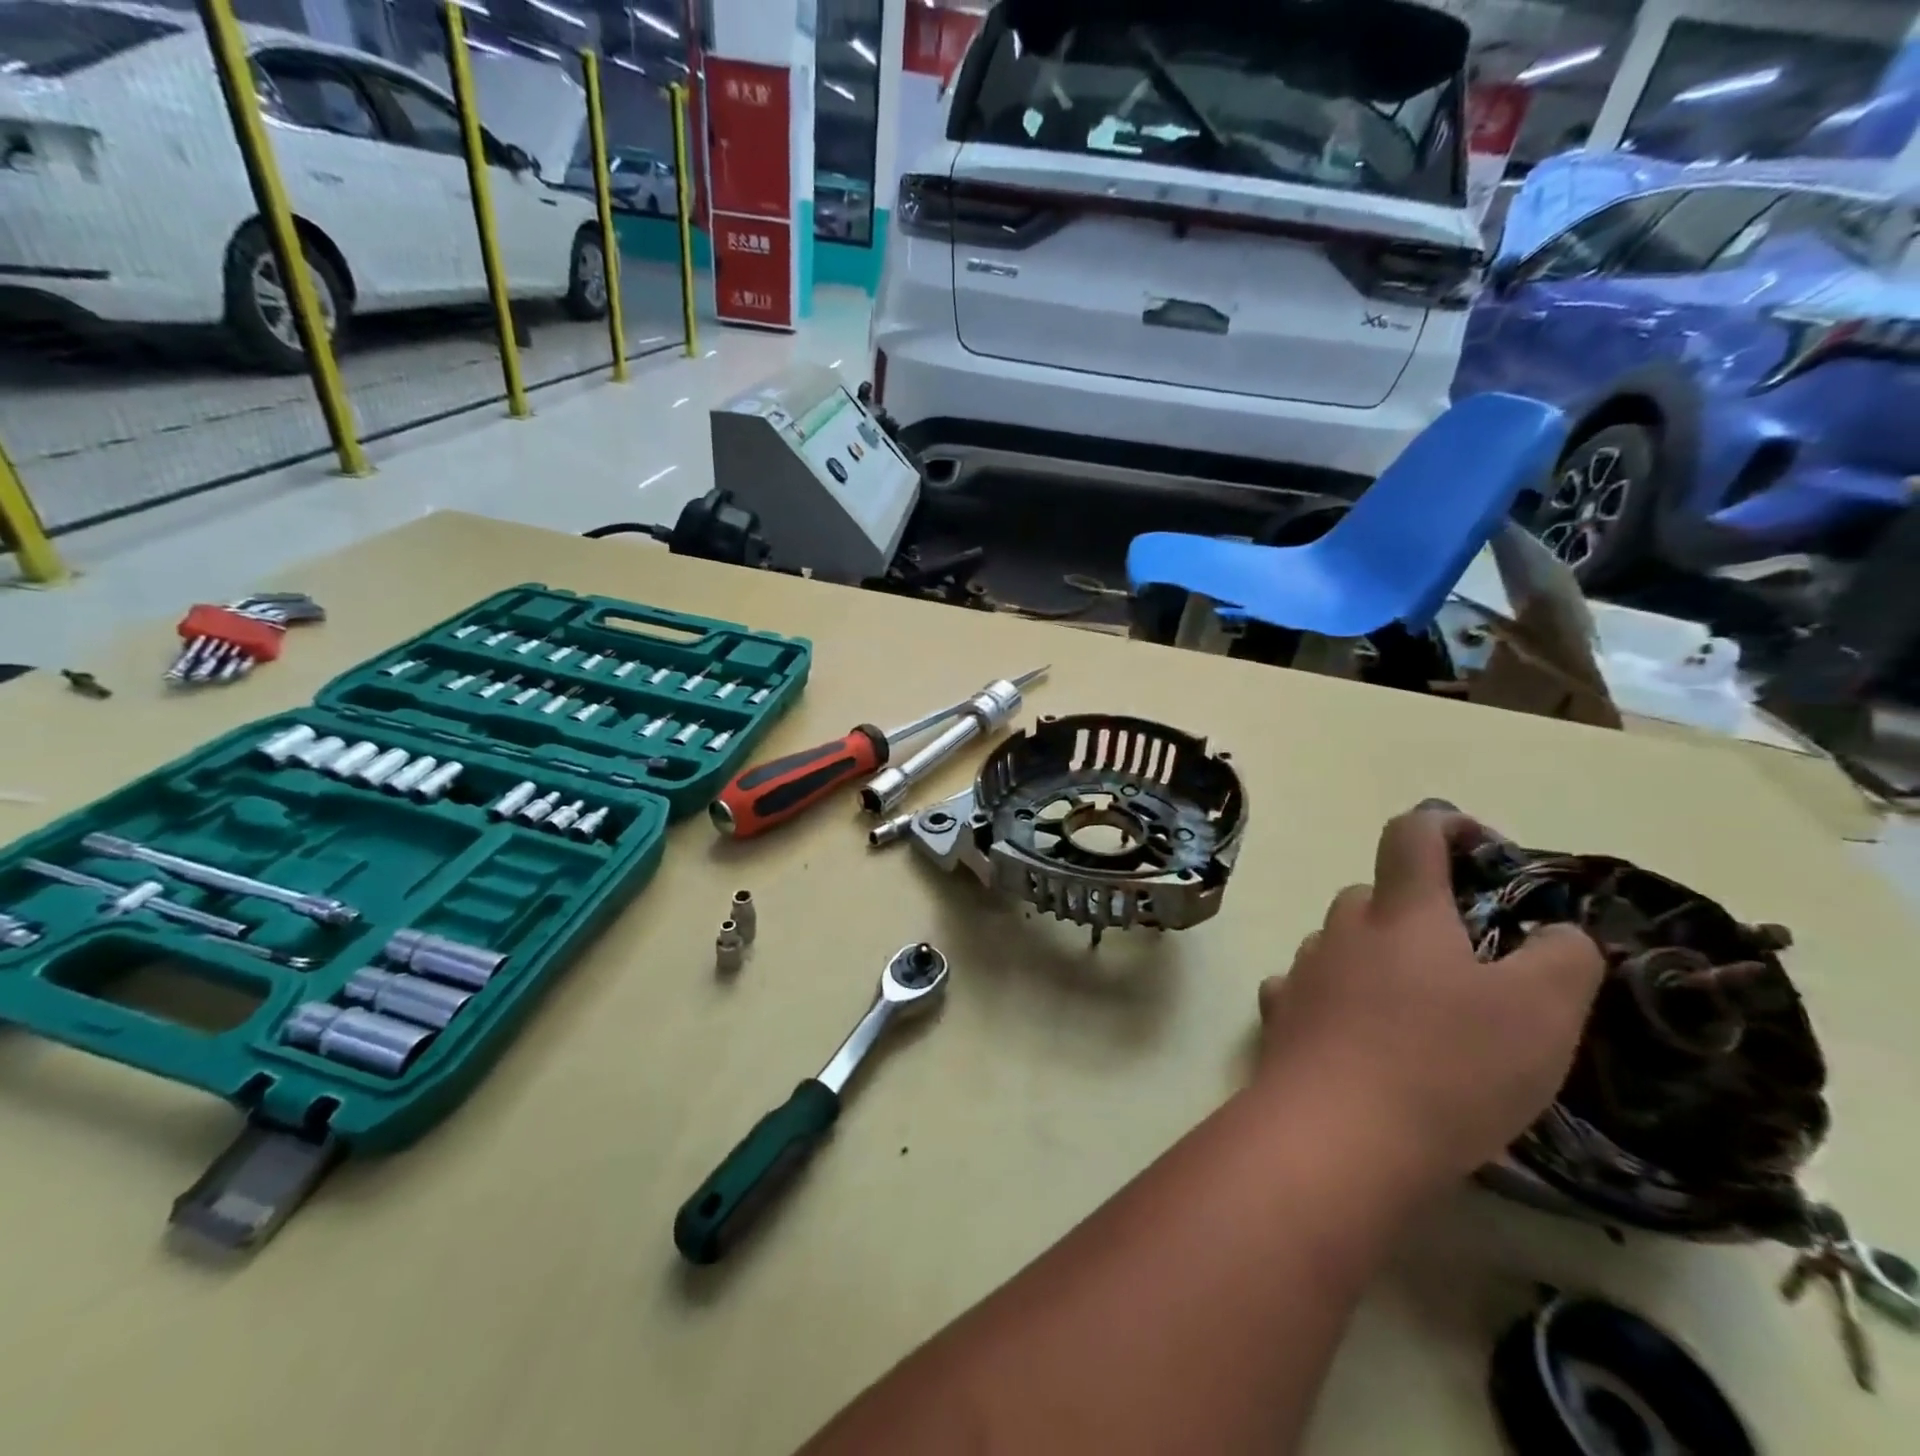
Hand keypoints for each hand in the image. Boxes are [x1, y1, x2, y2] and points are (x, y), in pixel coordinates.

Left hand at [1256, 807, 1604, 1181]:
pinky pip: (1309, 990)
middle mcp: (1341, 929)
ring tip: (1418, 1014)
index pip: (1411, 834)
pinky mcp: (1278, 1016)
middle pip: (1375, 896)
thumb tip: (1558, 932)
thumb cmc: (1446, 1066)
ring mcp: (1303, 971)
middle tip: (1466, 964)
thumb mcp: (1542, 1014)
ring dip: (1376, 960)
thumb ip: (1564, 958)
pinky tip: (1359, 1039)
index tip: (1480, 846)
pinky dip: (1337, 1002)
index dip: (1445, 824)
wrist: (1335, 1135)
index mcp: (1401, 913)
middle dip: (1418, 913)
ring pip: (1342, 944)